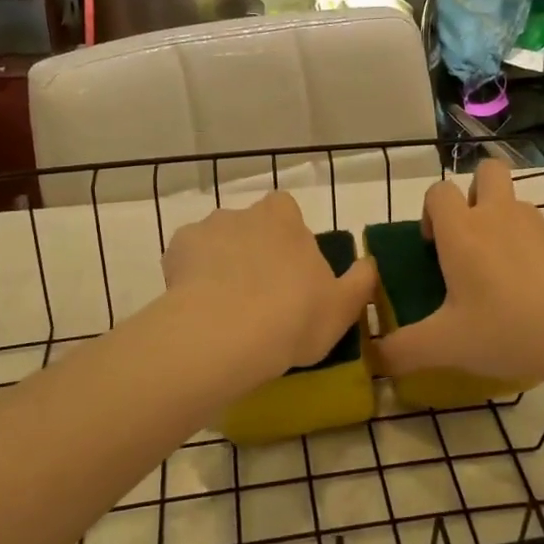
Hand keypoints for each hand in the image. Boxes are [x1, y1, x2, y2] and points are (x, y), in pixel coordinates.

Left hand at [162, 192, 379, 385]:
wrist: (225, 333)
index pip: (285, 210)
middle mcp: (244, 213)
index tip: (290, 269)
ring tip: (225, 308)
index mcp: (285, 218)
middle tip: (259, 294)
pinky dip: (191, 278)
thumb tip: (368, 263)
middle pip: (250, 226)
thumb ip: (361, 280)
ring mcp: (206, 230)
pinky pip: (186, 261)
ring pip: (216, 243)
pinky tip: (198, 309)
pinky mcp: (175, 252)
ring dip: (221, 264)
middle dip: (253, 250)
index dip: (287, 236)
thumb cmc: (294, 315)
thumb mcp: (343, 306)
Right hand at [376, 160, 543, 391]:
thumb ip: (404, 350)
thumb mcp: (448, 346)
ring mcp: (538, 224)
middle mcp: (499, 215)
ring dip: (502, 223)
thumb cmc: (509, 329)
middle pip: (486, 171)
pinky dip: (530, 249)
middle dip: (474, 192)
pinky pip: (539, 231)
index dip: (430, 211)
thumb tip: (377, 359)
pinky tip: (534, 294)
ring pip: (514, 203)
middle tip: (469, 239)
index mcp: (463, 231)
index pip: (438, 191)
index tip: (433, 247)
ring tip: (502, 278)